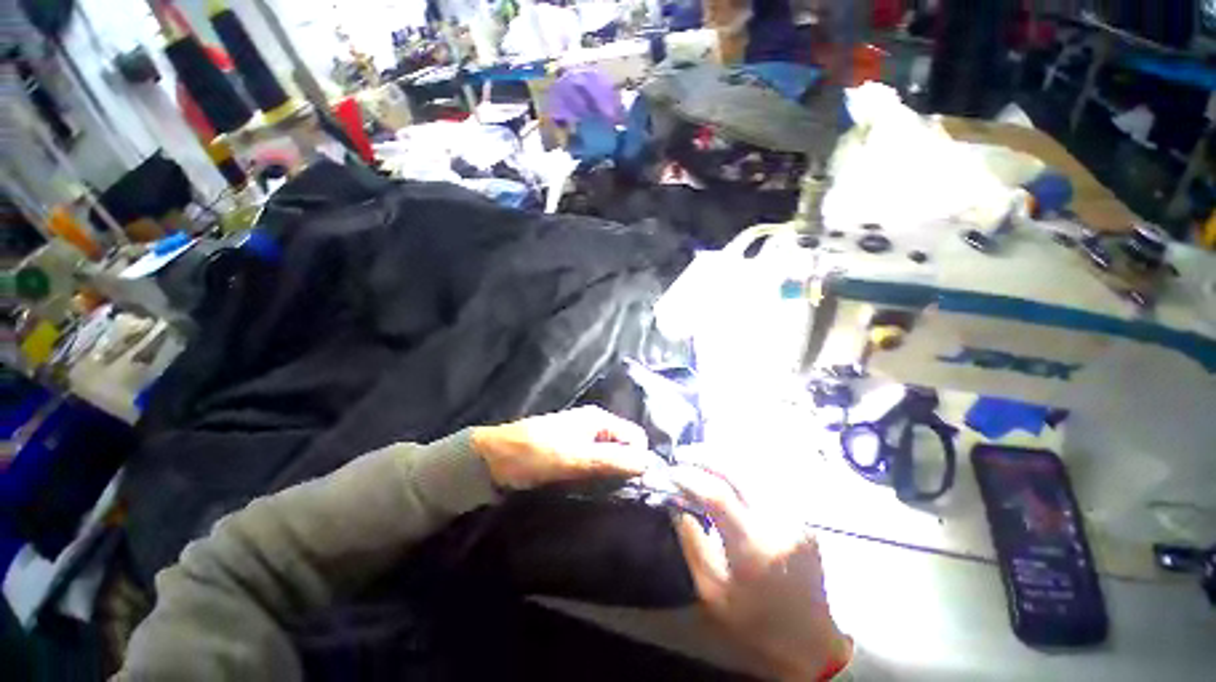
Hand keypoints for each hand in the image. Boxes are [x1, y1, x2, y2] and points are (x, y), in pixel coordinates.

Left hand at [472, 406, 655, 489]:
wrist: (493, 460)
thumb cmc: (536, 454)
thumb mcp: (576, 458)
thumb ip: (613, 460)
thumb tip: (650, 464)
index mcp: (599, 419)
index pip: (636, 436)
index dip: (639, 459)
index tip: (635, 485)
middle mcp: (594, 425)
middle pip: (624, 446)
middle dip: (626, 468)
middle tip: (619, 493)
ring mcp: (582, 439)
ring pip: (610, 457)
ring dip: (611, 474)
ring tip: (605, 495)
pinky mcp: (571, 452)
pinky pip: (595, 463)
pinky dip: (597, 476)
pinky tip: (592, 490)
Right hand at [671, 467, 851, 681]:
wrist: (811, 641)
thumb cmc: (755, 624)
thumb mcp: (712, 593)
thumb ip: (692, 543)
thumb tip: (677, 504)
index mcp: (754, 549)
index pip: (718, 495)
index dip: (690, 477)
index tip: (670, 472)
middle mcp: (777, 523)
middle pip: (737, 470)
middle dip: (704, 456)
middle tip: (681, 455)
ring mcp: (794, 516)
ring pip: (753, 469)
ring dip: (722, 458)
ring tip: (699, 457)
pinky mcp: (801, 515)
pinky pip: (765, 480)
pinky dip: (740, 470)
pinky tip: (725, 471)